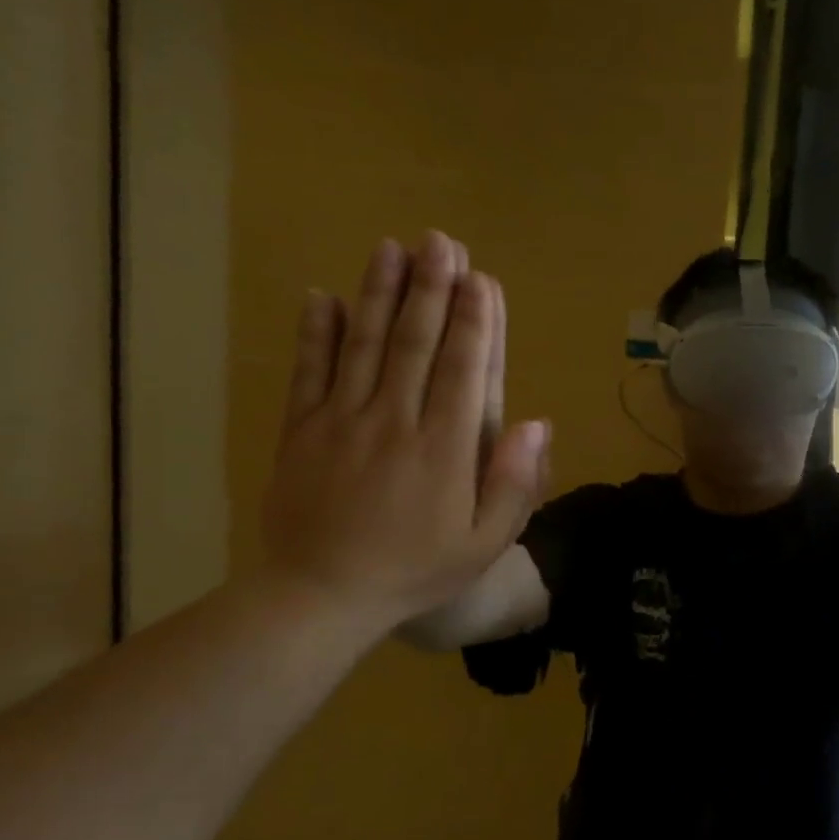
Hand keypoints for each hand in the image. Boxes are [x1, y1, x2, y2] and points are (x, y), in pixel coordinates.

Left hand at [260, 231, 549, 635]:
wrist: (322, 597)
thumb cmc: (416, 570)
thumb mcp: (485, 543)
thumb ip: (515, 483)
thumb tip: (537, 423)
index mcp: (443, 448)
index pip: (462, 368)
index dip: (473, 320)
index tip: (480, 278)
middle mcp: (393, 420)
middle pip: (413, 342)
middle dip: (429, 288)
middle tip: (439, 241)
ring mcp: (341, 421)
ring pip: (363, 344)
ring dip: (379, 293)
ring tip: (391, 248)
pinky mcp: (301, 431)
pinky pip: (309, 372)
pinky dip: (315, 332)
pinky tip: (322, 296)